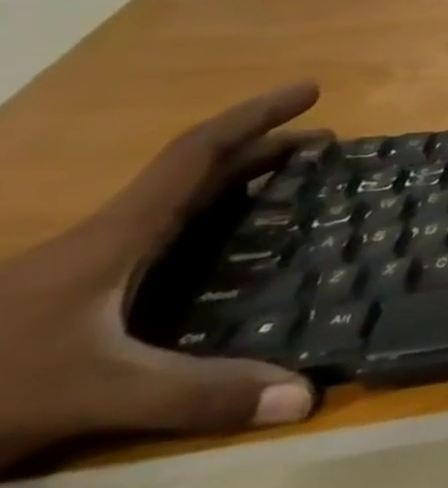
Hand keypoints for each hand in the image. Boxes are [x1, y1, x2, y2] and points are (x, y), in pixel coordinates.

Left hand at [0, 84, 323, 471]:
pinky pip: (168, 237)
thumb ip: (196, 394)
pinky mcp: (80, 297)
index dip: (256, 117)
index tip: (310, 91)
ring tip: (296, 184)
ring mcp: (89, 268)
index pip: (197, 155)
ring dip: (241, 182)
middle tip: (327, 145)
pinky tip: (235, 248)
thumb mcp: (92, 393)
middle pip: (197, 173)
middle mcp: (108, 239)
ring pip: (180, 204)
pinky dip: (216, 220)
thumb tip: (305, 396)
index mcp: (117, 236)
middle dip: (264, 148)